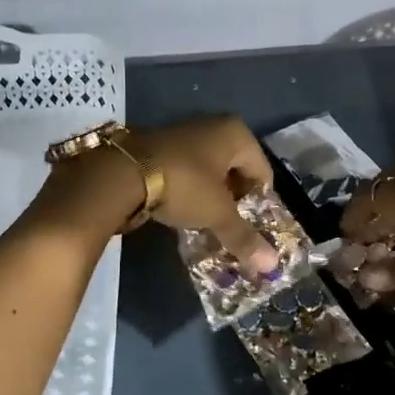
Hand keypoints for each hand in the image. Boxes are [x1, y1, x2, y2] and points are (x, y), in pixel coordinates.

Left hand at [40, 117, 277, 271]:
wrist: (122, 173)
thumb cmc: (184, 185)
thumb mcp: (217, 213)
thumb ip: (244, 237)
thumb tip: (272, 267)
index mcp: (236, 134)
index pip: (263, 173)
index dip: (259, 204)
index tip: (250, 229)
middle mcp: (213, 126)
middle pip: (237, 172)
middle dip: (235, 201)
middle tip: (230, 228)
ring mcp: (185, 133)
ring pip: (211, 172)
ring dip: (212, 197)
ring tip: (207, 224)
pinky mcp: (161, 146)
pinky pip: (188, 171)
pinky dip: (190, 191)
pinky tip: (182, 212)